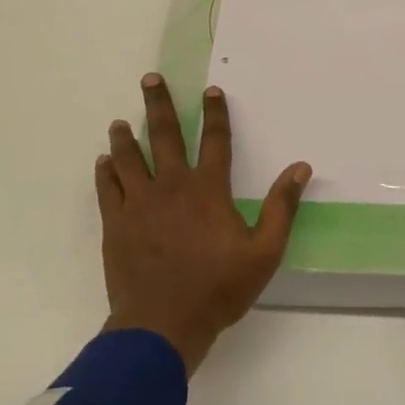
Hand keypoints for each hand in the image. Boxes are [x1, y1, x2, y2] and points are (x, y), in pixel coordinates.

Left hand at [96, 73, 310, 374]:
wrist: (162, 326)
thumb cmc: (218, 289)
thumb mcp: (264, 252)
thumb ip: (282, 207)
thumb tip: (301, 167)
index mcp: (208, 190)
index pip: (215, 140)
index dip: (215, 114)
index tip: (211, 90)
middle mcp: (172, 187)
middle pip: (165, 136)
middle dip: (159, 105)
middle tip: (150, 79)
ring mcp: (139, 204)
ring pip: (130, 159)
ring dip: (126, 137)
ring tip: (120, 121)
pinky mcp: (116, 225)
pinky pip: (108, 190)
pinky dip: (106, 173)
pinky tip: (104, 162)